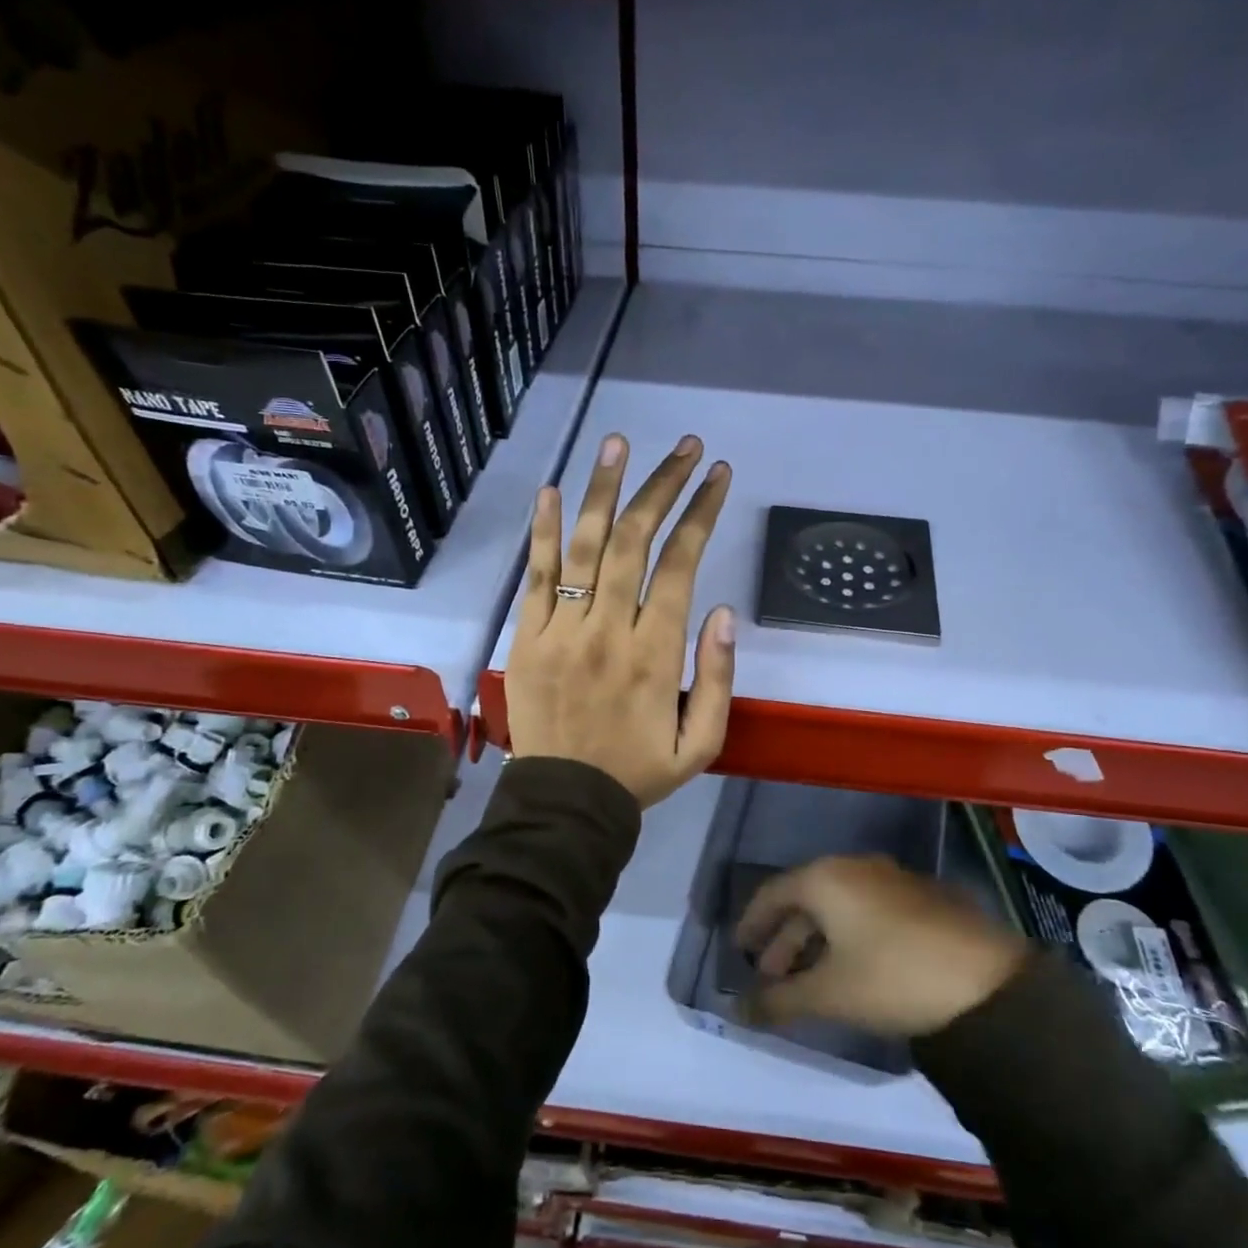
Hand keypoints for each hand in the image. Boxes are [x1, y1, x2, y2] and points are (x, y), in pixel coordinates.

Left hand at [505, 432, 733, 808]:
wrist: (564, 805)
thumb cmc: (638, 772)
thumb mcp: (702, 743)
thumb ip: (718, 678)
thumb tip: (721, 611)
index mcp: (656, 654)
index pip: (680, 564)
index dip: (700, 513)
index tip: (717, 476)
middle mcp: (608, 629)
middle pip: (633, 540)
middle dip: (662, 486)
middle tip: (683, 447)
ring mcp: (560, 630)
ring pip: (582, 545)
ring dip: (602, 489)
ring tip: (618, 443)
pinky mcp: (526, 637)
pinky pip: (535, 576)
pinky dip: (542, 531)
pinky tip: (552, 491)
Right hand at [736, 856, 1024, 1036]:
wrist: (987, 982)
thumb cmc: (893, 977)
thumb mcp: (829, 993)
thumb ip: (778, 1001)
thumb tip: (735, 1012)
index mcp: (826, 877)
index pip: (773, 892)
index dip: (752, 923)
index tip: (739, 951)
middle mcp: (856, 867)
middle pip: (806, 898)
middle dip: (785, 939)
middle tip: (771, 976)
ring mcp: (893, 879)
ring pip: (839, 905)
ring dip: (817, 940)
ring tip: (809, 979)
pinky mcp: (921, 898)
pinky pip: (867, 910)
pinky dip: (848, 936)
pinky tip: (853, 968)